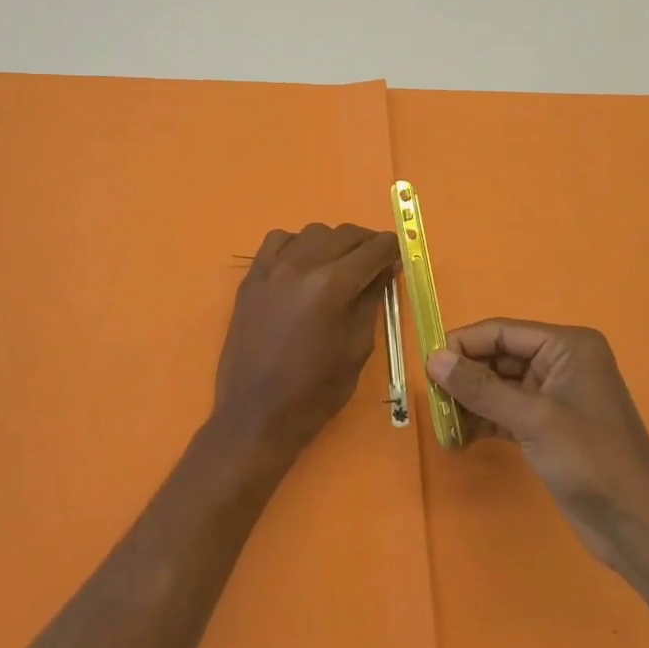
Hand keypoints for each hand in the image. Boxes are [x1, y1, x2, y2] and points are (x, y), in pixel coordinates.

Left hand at [211, 223, 399, 462]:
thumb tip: (384, 268)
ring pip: (312, 232)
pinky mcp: (251, 278)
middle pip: (344, 234)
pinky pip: (278, 241)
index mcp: (333, 286)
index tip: (397, 255)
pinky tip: (302, 265)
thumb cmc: (315, 391)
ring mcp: (271, 269)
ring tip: (339, 266)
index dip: (391, 248)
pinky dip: (297, 245)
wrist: (256, 415)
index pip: (372, 249)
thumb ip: (372, 299)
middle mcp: (301, 266)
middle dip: (366, 243)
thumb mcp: (358, 347)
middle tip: (375, 263)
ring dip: (333, 243)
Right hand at [428, 321, 648, 570]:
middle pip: (498, 357)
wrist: (637, 526)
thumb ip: (481, 388)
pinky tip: (459, 439)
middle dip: (465, 377)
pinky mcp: (548, 426)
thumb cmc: (590, 460)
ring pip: (499, 386)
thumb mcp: (533, 420)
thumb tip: (433, 359)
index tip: (427, 365)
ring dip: (471, 402)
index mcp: (567, 346)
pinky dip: (484, 422)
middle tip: (431, 399)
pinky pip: (506, 411)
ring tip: (442, 423)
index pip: (502, 332)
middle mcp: (561, 362)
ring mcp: (555, 396)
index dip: (463, 344)